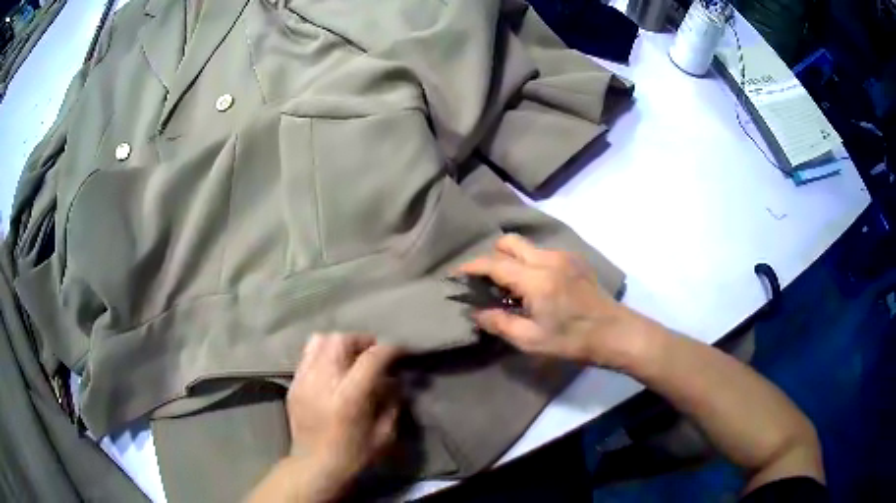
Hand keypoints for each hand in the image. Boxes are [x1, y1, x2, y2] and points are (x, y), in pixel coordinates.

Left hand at [284, 333, 401, 501]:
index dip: (391, 349)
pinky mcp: (294, 384)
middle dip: (362, 341)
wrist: (314, 467)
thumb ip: (392, 402)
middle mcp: (323, 382)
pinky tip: (332, 369)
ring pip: (320, 340)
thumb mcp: (384, 434)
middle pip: (341, 340)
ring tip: (350, 357)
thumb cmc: (354, 455)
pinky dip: (323, 354)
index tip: (401, 351)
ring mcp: (304, 380)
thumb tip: (394, 380)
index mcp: (348, 397)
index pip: (371, 358)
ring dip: (340, 343)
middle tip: (373, 354)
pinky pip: (307, 355)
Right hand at [457, 235, 650, 368]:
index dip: (472, 267)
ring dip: (512, 259)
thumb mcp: (531, 340)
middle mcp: (548, 259)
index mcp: (536, 279)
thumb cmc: (572, 340)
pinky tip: (534, 286)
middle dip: (492, 255)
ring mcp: (564, 256)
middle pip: (510, 242)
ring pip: (526, 245)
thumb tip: (475, 312)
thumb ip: (499, 323)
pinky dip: (529, 262)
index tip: (457, 274)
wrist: (614, 332)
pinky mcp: (574, 260)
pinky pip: (542, 252)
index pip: (495, 263)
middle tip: (487, 281)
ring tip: (510, 287)